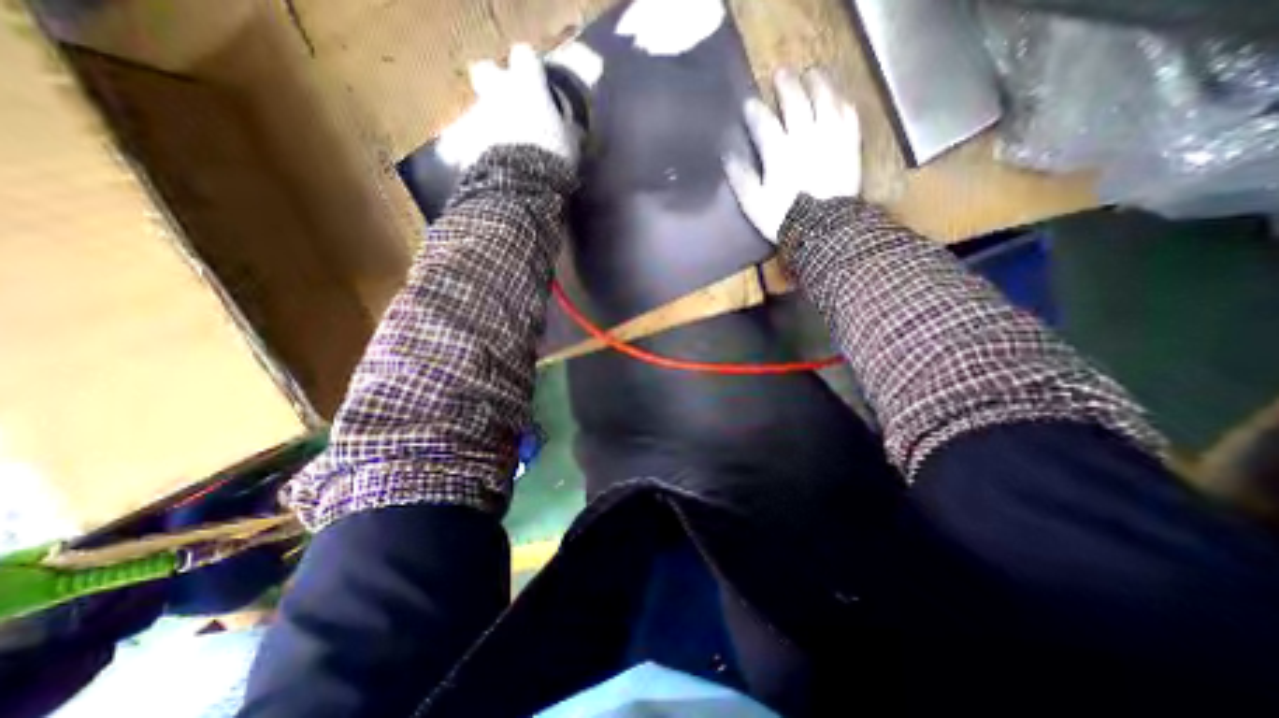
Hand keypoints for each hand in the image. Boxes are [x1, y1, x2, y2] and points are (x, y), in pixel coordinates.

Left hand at [437, 42, 582, 166]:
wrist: (521, 183)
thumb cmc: (552, 157)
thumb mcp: (571, 144)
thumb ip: (569, 131)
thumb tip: (575, 130)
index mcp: (527, 87)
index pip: (525, 57)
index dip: (531, 69)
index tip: (539, 83)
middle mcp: (498, 92)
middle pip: (486, 71)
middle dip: (495, 83)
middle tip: (511, 106)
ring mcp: (480, 116)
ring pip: (481, 109)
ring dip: (492, 122)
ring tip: (508, 147)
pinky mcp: (467, 141)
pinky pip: (474, 140)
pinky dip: (483, 149)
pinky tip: (498, 165)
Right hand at [723, 70, 862, 242]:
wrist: (822, 230)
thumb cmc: (783, 218)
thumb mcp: (754, 203)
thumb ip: (741, 178)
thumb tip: (728, 156)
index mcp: (779, 152)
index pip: (764, 122)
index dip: (754, 110)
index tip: (748, 103)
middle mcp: (805, 136)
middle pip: (796, 100)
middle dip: (786, 84)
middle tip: (781, 74)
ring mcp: (830, 138)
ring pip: (825, 99)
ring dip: (817, 82)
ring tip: (811, 73)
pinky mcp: (849, 145)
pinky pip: (848, 114)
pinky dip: (841, 101)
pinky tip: (837, 98)